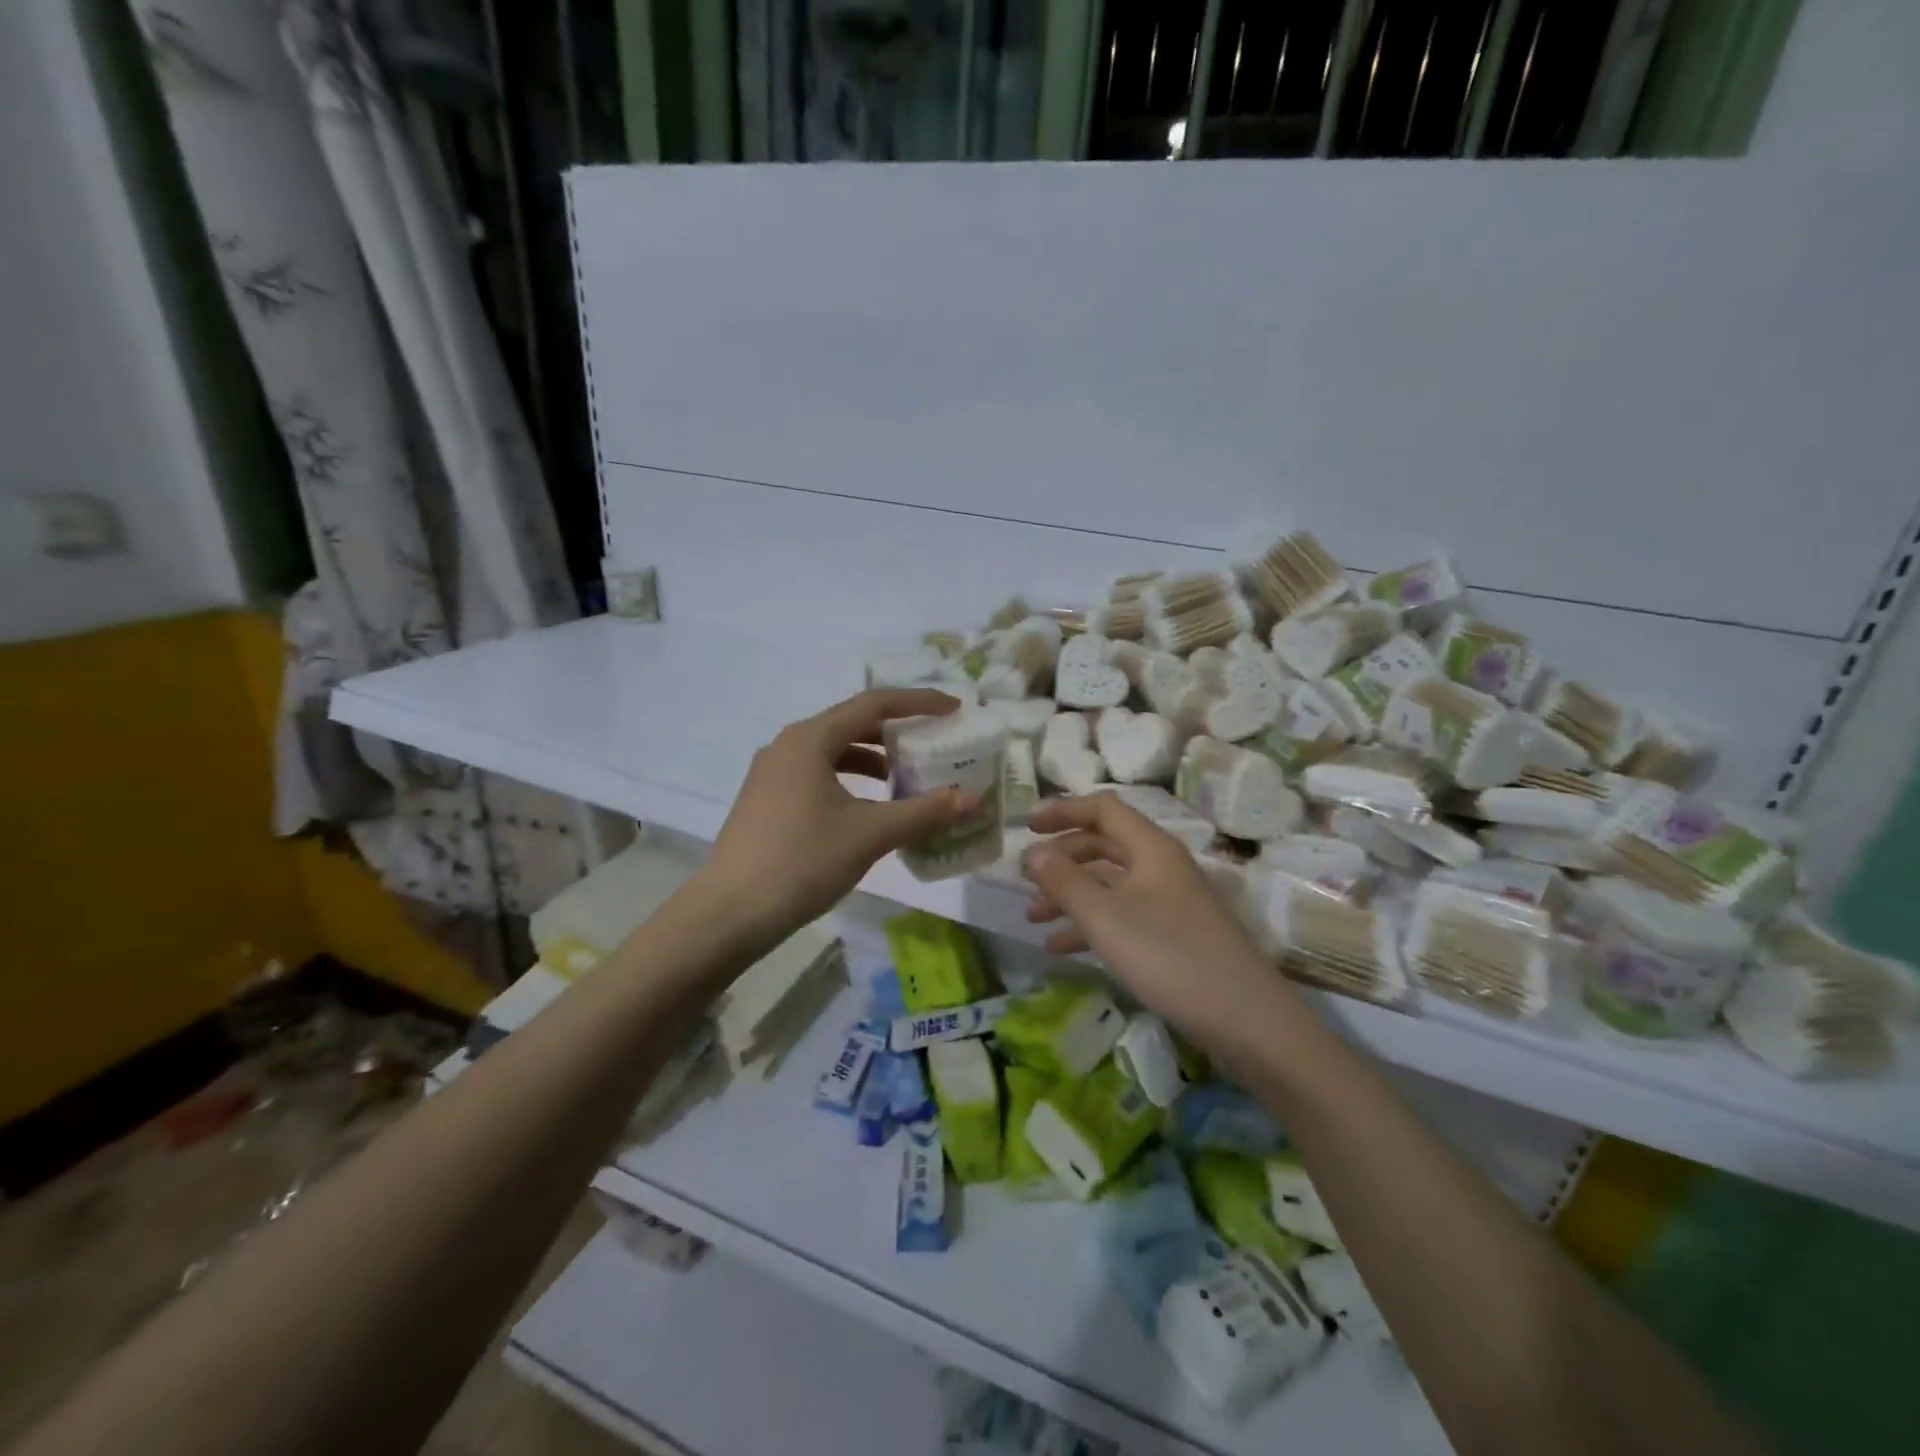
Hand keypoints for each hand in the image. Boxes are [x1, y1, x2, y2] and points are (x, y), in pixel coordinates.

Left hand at [696, 688, 977, 945]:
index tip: (954, 709)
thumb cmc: (802, 862)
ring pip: (833, 751)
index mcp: (810, 739)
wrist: (729, 913)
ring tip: (906, 780)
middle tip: (934, 743)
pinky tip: (868, 809)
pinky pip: (817, 773)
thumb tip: (973, 799)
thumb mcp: (870, 835)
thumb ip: (924, 812)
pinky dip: (850, 780)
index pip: (874, 704)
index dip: (918, 703)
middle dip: (896, 732)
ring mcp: (772, 772)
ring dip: (873, 759)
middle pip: (852, 723)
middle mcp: (788, 745)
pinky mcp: (767, 799)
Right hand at [1021, 793, 1286, 1045]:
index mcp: (1151, 848)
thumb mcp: (1106, 918)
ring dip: (1070, 894)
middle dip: (1062, 857)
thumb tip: (1031, 854)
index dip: (1062, 810)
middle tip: (1025, 877)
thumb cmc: (1170, 956)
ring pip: (1109, 883)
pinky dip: (1089, 925)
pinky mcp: (1171, 935)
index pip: (1102, 808)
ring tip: (1033, 916)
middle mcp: (1160, 866)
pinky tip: (1060, 948)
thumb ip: (1064, 882)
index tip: (1026, 827)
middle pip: (1103, 844)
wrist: (1247, 1020)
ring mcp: (1168, 901)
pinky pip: (1121, 916)